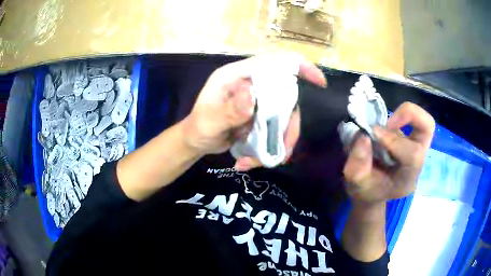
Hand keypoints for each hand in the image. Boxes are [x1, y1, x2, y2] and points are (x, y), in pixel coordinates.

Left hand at [181, 53, 326, 169]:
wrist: (196, 141)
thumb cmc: (198, 127)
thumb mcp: (209, 121)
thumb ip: (228, 110)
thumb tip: (253, 96)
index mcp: (238, 75)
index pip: (274, 63)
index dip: (300, 67)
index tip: (320, 82)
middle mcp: (252, 84)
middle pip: (286, 97)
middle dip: (288, 127)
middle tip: (282, 152)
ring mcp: (258, 101)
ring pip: (284, 118)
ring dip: (279, 142)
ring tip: (262, 162)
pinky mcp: (261, 116)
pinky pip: (277, 129)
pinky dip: (272, 147)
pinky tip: (254, 161)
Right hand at [343, 102, 434, 204]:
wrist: (372, 193)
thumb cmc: (365, 191)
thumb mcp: (355, 184)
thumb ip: (357, 164)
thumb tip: (364, 136)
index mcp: (407, 179)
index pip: (413, 154)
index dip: (394, 139)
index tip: (373, 133)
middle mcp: (418, 164)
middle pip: (428, 128)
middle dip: (408, 116)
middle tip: (388, 122)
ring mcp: (418, 151)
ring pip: (424, 122)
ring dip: (405, 115)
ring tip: (387, 124)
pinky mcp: (413, 141)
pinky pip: (414, 121)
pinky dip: (401, 117)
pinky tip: (386, 128)